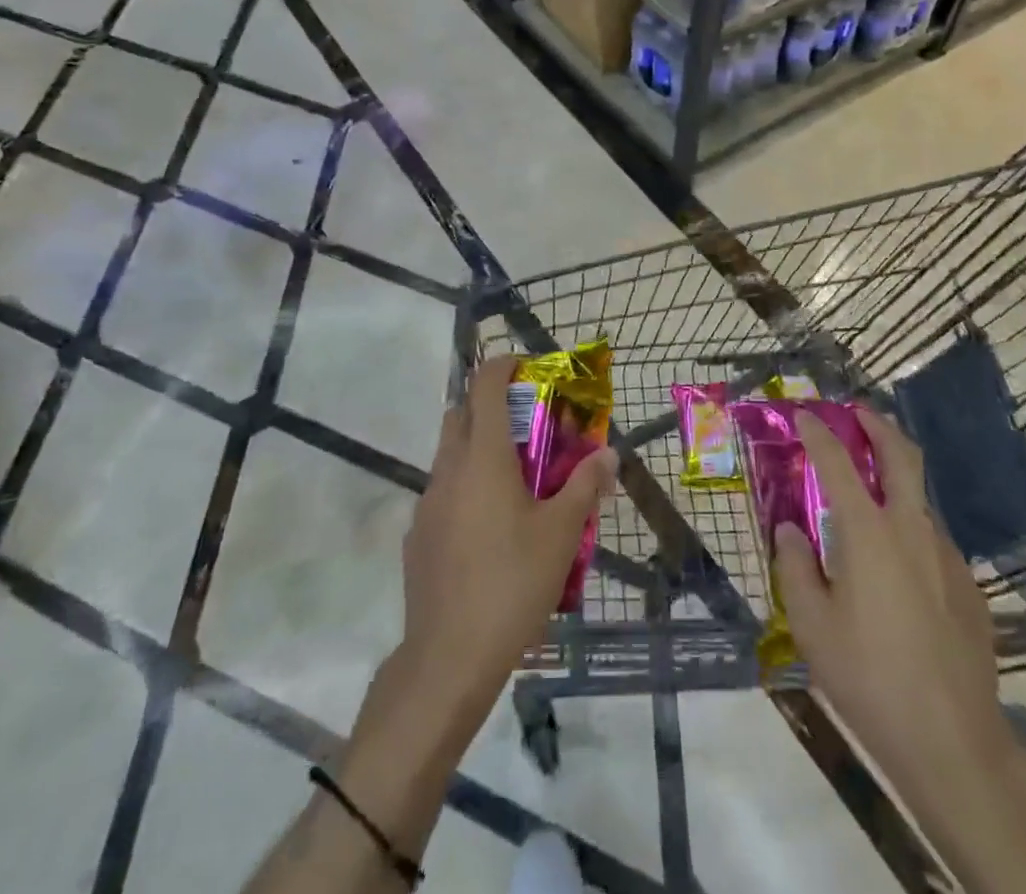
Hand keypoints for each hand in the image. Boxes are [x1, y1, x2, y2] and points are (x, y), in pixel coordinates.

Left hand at [400, 355, 617, 713]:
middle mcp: (448, 471)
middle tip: (527, 427)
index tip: (528, 368)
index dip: (503, 366)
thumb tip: (608, 453)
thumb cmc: (512, 584)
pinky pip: (442, 494)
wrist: (448, 658)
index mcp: (482, 459)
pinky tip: (489, 530)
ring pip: (449, 456)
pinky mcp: (417, 537)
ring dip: (477, 450)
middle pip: (460, 415)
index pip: (484, 387)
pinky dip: (465, 490)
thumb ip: (585, 486)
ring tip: (515, 483)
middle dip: (489, 407)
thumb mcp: (560, 534)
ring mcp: (426, 504)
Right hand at [775, 407, 1006, 777]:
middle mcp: (911, 529)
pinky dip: (910, 527)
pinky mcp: (969, 586)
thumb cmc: (868, 675)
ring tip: (872, 492)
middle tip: (858, 413)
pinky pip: (933, 540)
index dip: (818, 433)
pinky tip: (897, 565)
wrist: (953, 740)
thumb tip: (791, 530)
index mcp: (868, 531)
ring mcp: (947, 556)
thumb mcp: (811, 624)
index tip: (804, 415)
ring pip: (921, 497)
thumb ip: (795, 566)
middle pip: (901, 455)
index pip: (837, 462)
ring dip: (897, 477)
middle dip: (878, 425)